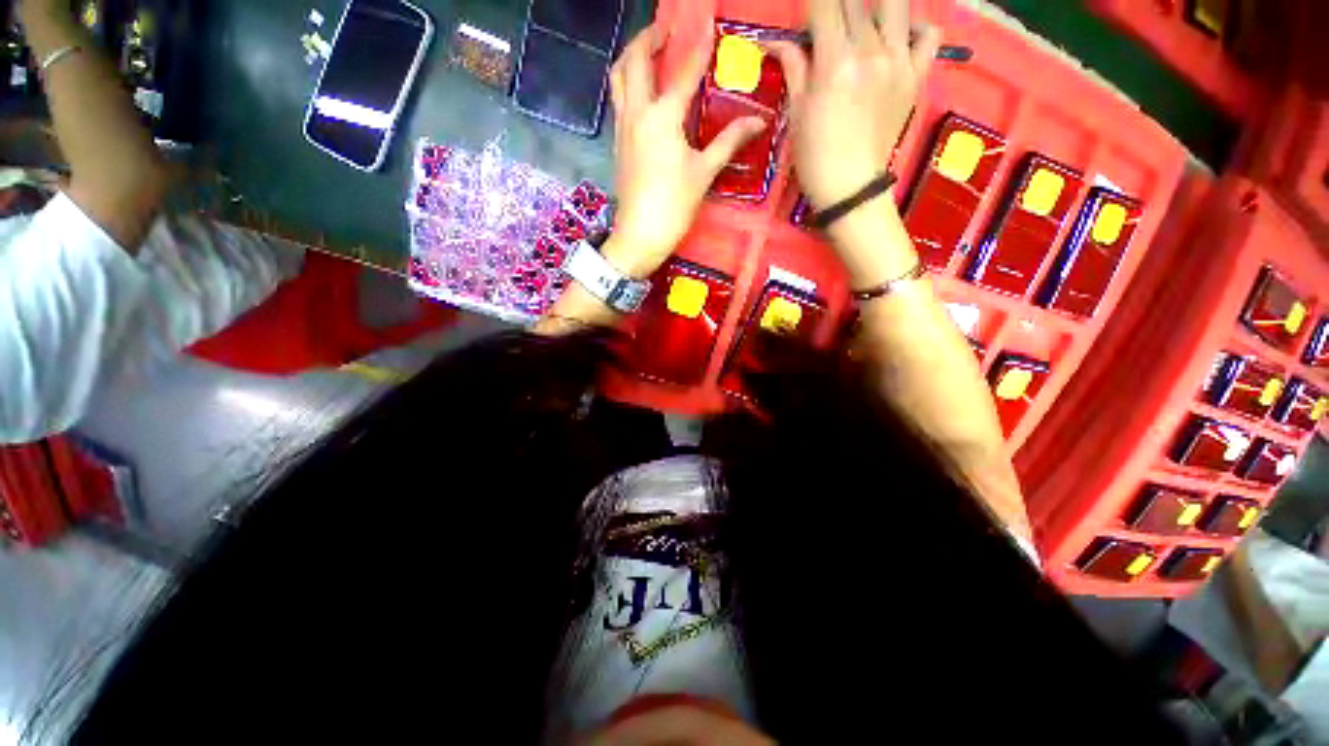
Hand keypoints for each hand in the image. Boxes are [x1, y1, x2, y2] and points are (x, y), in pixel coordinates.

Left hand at [606, 23, 766, 278]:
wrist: (639, 235)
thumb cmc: (674, 205)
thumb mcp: (704, 173)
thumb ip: (729, 141)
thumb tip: (758, 121)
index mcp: (662, 117)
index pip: (683, 72)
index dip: (698, 47)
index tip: (707, 24)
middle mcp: (637, 113)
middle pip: (634, 60)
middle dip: (649, 37)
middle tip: (666, 30)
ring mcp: (623, 127)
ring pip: (618, 77)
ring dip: (631, 56)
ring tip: (648, 53)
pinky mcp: (617, 143)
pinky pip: (618, 100)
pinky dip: (627, 83)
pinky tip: (641, 91)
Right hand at [769, 0, 939, 211]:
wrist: (850, 187)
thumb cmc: (815, 155)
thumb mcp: (796, 113)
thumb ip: (794, 67)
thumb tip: (776, 41)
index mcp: (835, 61)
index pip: (825, 5)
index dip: (814, 5)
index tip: (808, 17)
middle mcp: (870, 50)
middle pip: (855, 2)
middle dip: (837, 7)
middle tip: (829, 29)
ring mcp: (899, 60)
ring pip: (895, 5)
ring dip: (874, 6)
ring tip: (862, 22)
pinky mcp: (916, 75)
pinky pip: (928, 35)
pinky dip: (916, 27)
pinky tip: (899, 37)